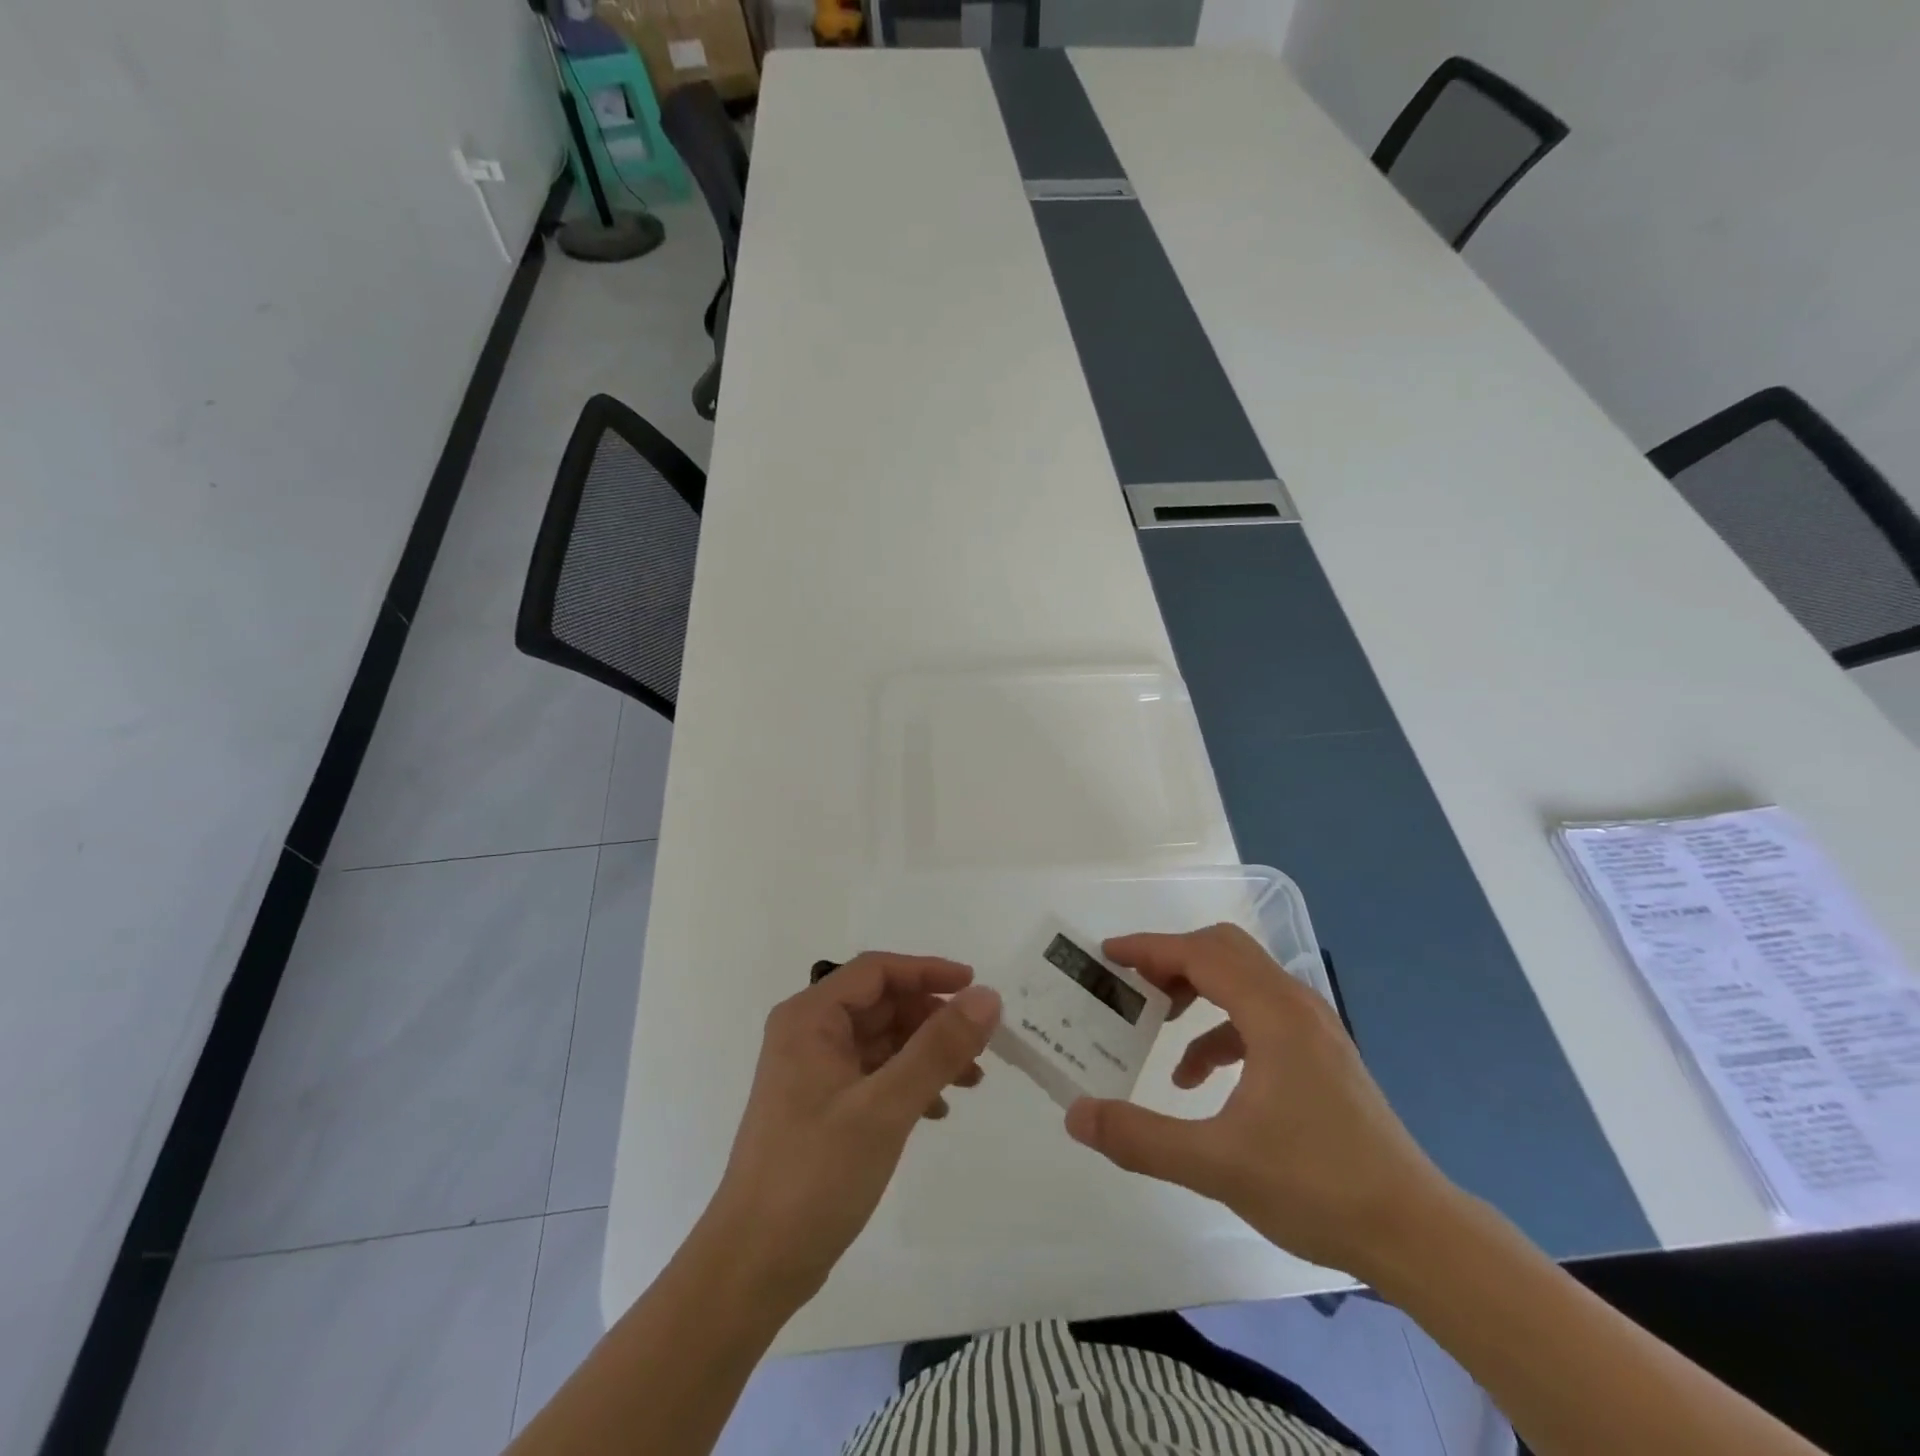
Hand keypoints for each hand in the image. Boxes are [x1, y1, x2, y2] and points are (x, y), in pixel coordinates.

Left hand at [702, 953, 1000, 1308]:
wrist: (754, 1267)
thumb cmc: (815, 1175)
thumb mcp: (885, 1107)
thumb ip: (938, 1048)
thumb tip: (987, 997)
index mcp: (810, 1018)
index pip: (877, 971)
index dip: (928, 971)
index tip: (975, 987)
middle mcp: (808, 1034)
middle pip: (882, 1004)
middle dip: (932, 1019)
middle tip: (980, 1045)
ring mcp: (813, 1072)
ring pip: (882, 1041)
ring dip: (926, 1053)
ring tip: (971, 1081)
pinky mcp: (822, 1107)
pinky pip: (874, 1075)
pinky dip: (908, 1083)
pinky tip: (937, 1111)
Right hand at [1064, 925, 1452, 1277]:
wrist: (1416, 1234)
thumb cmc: (1316, 1187)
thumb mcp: (1216, 1165)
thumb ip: (1140, 1138)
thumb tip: (1076, 1115)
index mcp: (1273, 1013)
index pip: (1200, 954)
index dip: (1149, 948)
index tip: (1107, 955)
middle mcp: (1295, 1004)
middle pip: (1223, 950)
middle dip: (1171, 960)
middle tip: (1131, 983)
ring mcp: (1314, 1028)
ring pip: (1242, 978)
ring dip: (1195, 989)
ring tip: (1158, 1024)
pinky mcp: (1321, 1054)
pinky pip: (1259, 1014)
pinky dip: (1220, 1028)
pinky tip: (1199, 1077)